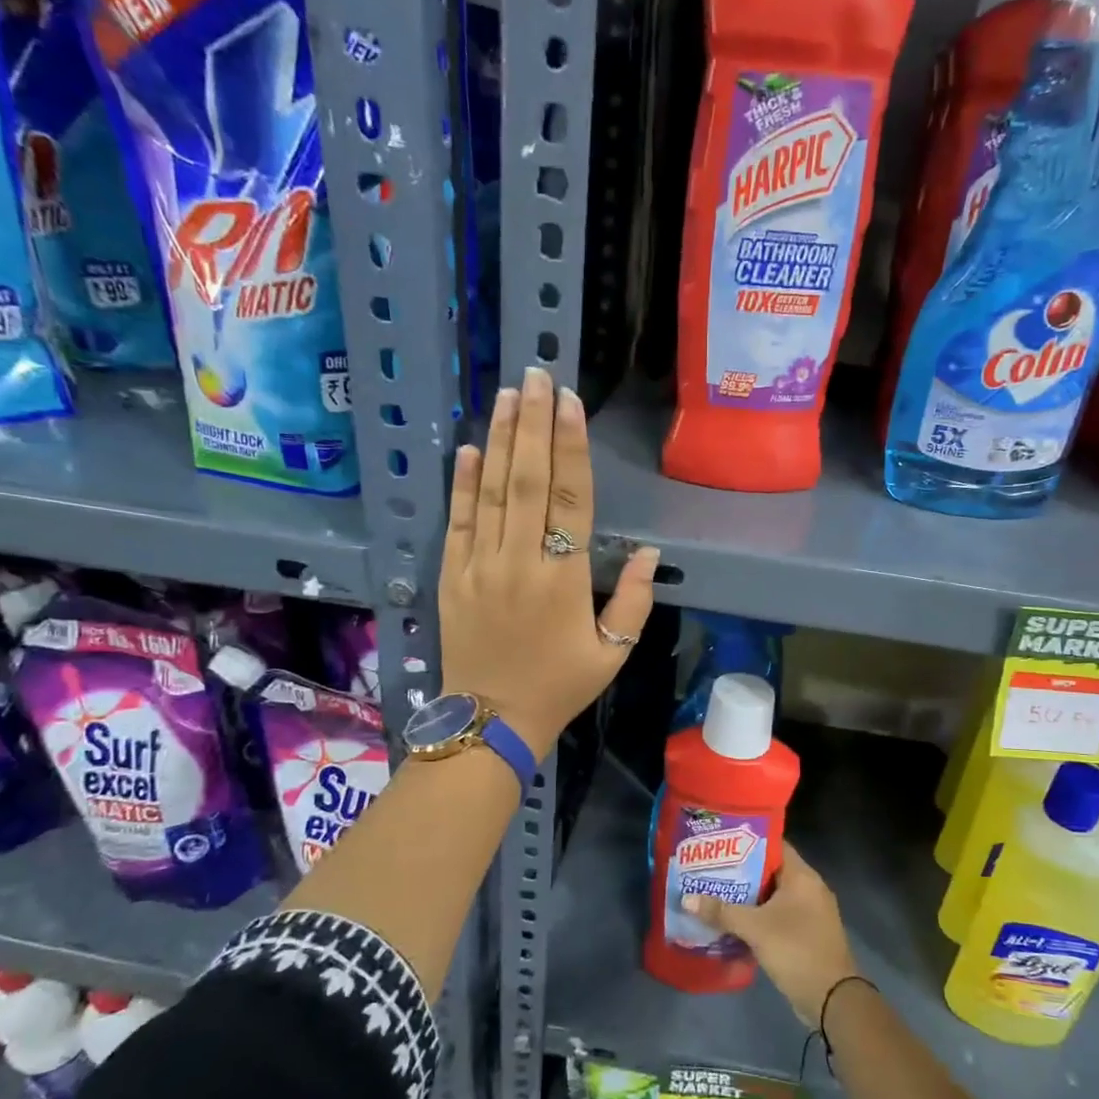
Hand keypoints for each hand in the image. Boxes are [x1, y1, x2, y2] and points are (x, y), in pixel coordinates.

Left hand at [439, 367, 657, 756]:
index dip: (571, 446)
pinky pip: (457, 521)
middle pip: (527, 481)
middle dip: (533, 425)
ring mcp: (479, 566)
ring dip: (500, 441)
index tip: (570, 402)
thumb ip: (632, 601)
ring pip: (491, 492)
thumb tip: (647, 551)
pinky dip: (462, 483)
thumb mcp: (612, 653)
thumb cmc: (559, 687)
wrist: (490, 721)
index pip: (570, 498)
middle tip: (537, 377)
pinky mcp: (451, 576)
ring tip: (508, 396)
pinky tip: (469, 448)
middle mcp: (518, 562)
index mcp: (562, 579)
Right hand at [685, 844, 859, 1027]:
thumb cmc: (796, 950)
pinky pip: (777, 916)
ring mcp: (809, 913)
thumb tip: (687, 899)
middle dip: (741, 872)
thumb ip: (721, 912)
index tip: (720, 843)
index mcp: (802, 877)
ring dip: (747, 897)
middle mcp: (809, 889)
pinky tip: (732, 922)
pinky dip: (758, 917)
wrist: (833, 1000)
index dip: (748, 842)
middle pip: (770, 871)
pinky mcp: (805, 934)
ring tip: (714, 892)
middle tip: (710, 869)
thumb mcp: (755, 929)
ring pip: (772, 896)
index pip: (774, 845)